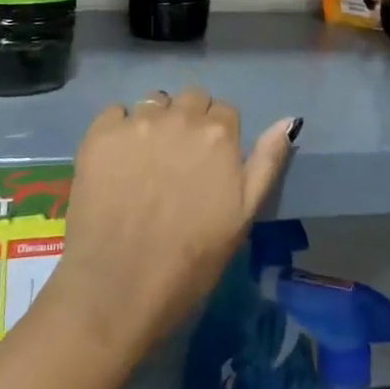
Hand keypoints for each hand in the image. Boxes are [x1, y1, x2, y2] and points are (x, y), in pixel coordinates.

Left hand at [55, 90, 296, 358]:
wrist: (118, 289)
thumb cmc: (191, 261)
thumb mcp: (243, 216)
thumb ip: (267, 162)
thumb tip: (289, 121)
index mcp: (219, 134)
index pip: (225, 111)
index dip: (219, 136)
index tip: (208, 164)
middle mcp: (180, 117)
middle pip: (191, 99)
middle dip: (189, 121)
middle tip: (177, 161)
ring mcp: (137, 122)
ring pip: (154, 102)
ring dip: (156, 121)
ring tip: (145, 162)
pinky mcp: (100, 134)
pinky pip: (116, 111)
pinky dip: (119, 129)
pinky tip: (116, 162)